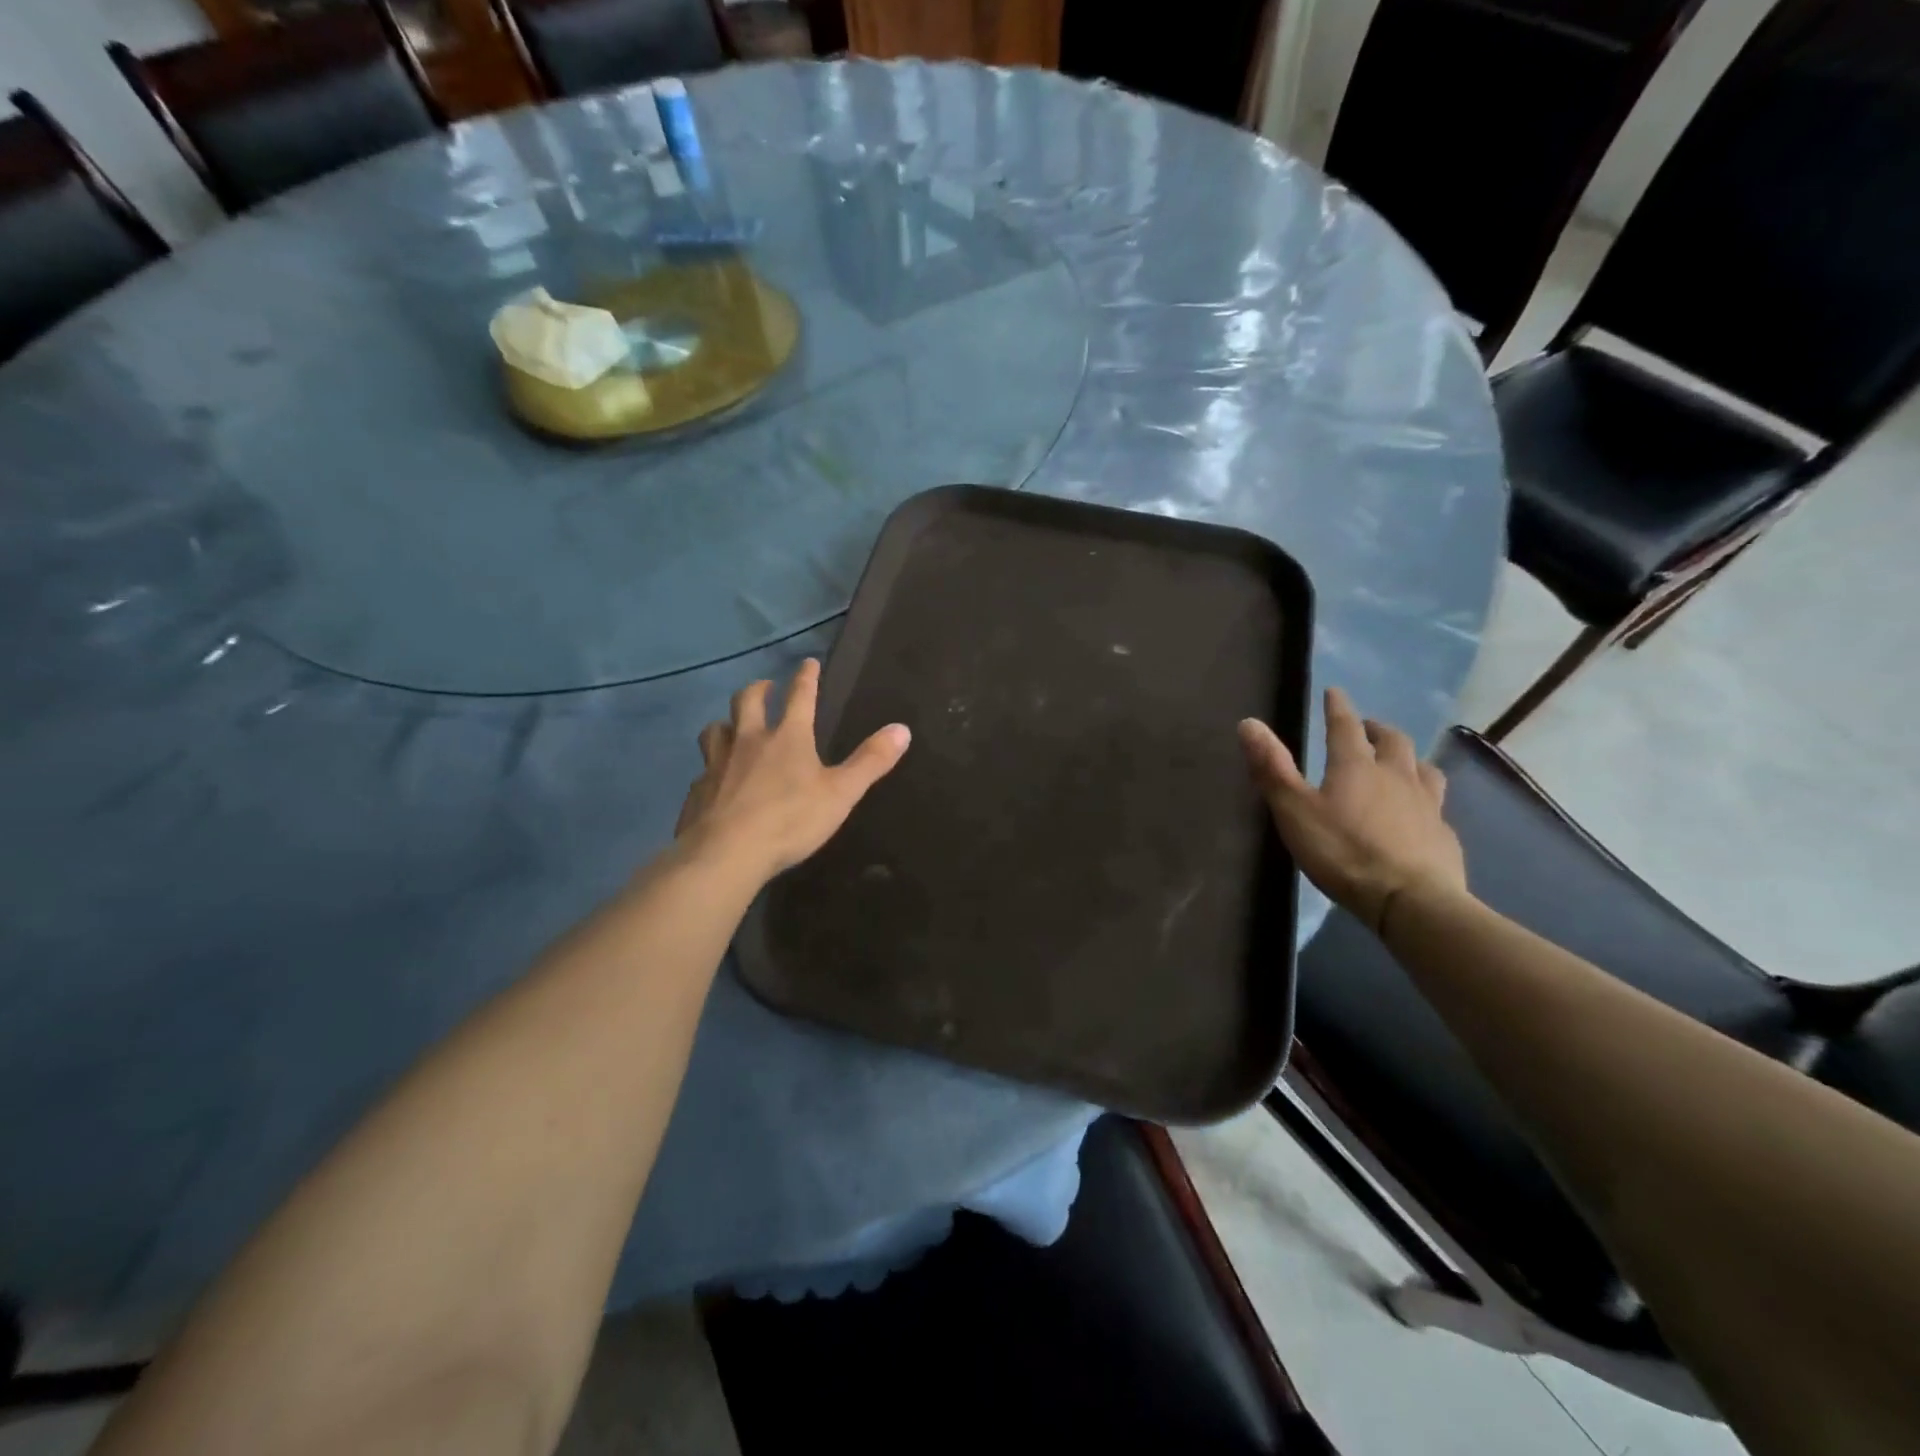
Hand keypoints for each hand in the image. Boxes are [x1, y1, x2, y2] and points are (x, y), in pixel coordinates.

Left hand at [674, 659, 910, 881]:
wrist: (725, 853)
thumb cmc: (790, 820)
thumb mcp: (841, 793)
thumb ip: (871, 761)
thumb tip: (902, 729)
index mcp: (787, 737)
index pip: (799, 696)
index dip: (806, 678)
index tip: (807, 663)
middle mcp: (749, 741)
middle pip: (748, 701)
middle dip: (759, 689)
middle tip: (766, 687)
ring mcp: (717, 764)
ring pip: (716, 730)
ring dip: (726, 723)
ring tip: (732, 726)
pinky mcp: (698, 790)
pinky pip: (703, 770)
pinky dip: (711, 767)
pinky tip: (715, 780)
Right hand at [1238, 687, 1466, 934]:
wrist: (1410, 900)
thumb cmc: (1343, 852)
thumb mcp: (1294, 811)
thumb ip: (1272, 768)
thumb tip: (1249, 722)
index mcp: (1356, 766)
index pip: (1344, 726)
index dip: (1337, 707)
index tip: (1334, 692)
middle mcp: (1396, 775)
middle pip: (1392, 741)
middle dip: (1376, 729)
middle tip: (1365, 728)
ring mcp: (1426, 804)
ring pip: (1422, 767)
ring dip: (1408, 757)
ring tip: (1400, 760)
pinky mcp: (1443, 834)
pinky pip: (1436, 803)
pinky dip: (1425, 796)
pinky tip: (1421, 810)